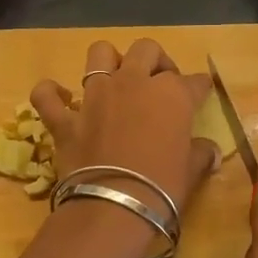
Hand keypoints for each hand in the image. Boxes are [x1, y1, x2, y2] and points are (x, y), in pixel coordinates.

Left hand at [32, 39, 219, 231]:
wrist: (114, 208)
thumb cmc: (163, 188)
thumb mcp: (190, 171)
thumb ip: (200, 155)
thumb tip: (210, 152)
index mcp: (171, 94)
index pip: (193, 81)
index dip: (199, 87)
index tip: (201, 93)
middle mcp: (133, 83)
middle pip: (146, 50)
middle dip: (157, 61)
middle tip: (160, 83)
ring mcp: (95, 96)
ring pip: (100, 53)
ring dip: (109, 61)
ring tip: (116, 78)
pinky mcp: (66, 118)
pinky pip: (47, 95)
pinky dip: (51, 94)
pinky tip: (61, 99)